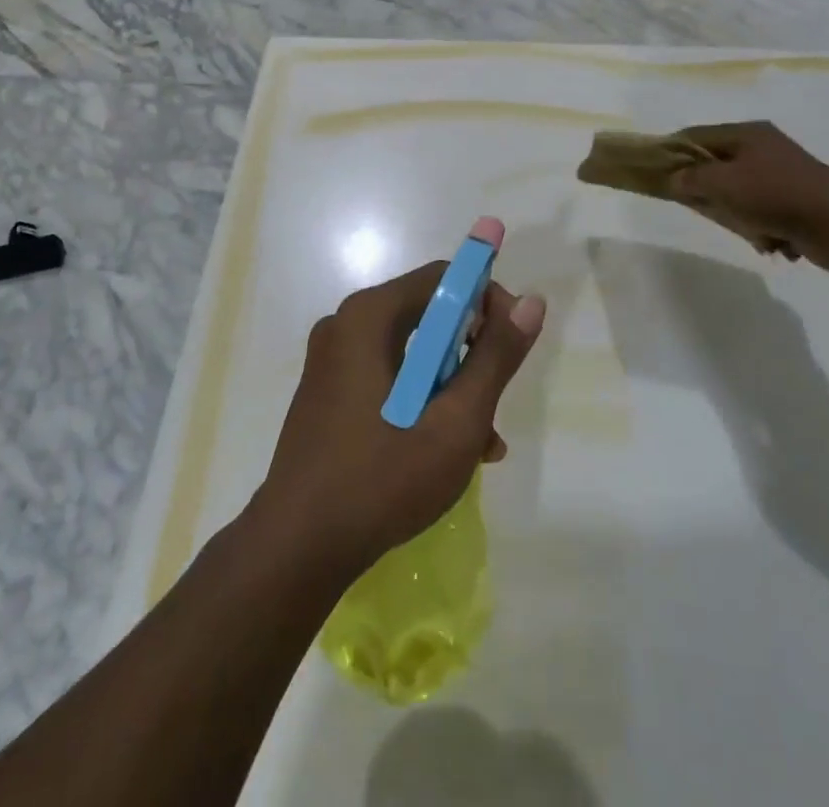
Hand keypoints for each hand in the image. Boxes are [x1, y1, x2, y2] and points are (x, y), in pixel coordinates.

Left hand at [252, 262, 545, 582]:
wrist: (296, 549)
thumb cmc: (382, 478)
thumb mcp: (456, 421)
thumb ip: (495, 357)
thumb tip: (531, 302)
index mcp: (369, 316)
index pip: (444, 279)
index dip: (488, 302)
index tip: (513, 346)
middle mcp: (346, 325)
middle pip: (428, 315)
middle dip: (472, 354)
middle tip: (495, 402)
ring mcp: (332, 360)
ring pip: (412, 352)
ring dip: (452, 386)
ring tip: (481, 443)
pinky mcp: (328, 392)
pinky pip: (389, 376)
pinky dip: (421, 400)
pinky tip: (445, 450)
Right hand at [672, 122, 828, 269]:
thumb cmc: (775, 195)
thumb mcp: (723, 183)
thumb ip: (691, 178)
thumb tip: (673, 179)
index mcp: (747, 133)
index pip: (696, 135)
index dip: (673, 152)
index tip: (656, 174)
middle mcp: (764, 147)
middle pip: (716, 165)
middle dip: (707, 190)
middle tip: (700, 207)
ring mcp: (783, 173)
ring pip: (738, 192)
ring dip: (736, 214)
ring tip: (746, 228)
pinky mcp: (797, 200)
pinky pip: (762, 211)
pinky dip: (760, 227)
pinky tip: (769, 240)